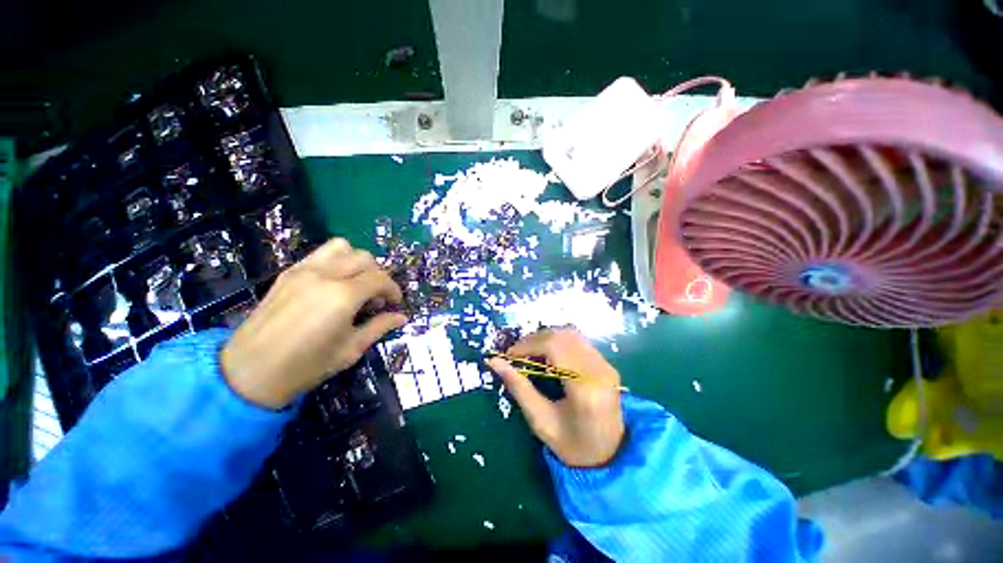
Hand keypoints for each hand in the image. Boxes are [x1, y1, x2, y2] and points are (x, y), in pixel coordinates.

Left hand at [221, 238, 407, 408]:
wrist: (249, 372)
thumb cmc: (306, 366)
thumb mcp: (351, 350)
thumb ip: (379, 327)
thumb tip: (402, 317)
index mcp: (343, 296)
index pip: (380, 278)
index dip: (393, 289)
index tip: (395, 303)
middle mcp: (325, 275)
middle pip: (365, 258)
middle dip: (378, 275)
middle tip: (376, 298)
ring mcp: (304, 270)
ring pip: (342, 247)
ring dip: (357, 261)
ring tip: (356, 283)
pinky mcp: (289, 273)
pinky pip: (320, 254)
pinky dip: (336, 261)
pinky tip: (333, 284)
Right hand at [488, 329, 624, 467]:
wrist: (609, 456)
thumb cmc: (571, 445)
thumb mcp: (540, 420)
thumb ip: (518, 387)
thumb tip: (494, 362)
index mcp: (585, 388)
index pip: (555, 347)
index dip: (528, 345)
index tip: (509, 356)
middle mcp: (599, 370)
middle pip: (562, 335)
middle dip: (534, 340)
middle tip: (517, 355)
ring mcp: (606, 364)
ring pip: (570, 334)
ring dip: (546, 338)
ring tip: (530, 355)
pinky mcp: (606, 363)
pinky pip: (578, 341)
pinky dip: (558, 342)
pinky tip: (548, 357)